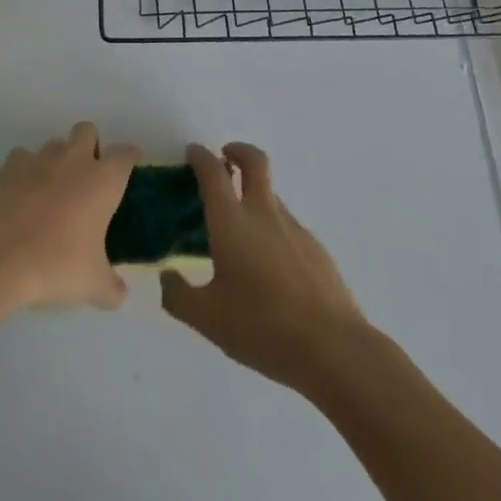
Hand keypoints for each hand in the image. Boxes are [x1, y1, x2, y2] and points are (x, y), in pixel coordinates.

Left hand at [0, 122, 139, 310]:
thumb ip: (112, 287)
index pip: (125, 154)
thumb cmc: (58, 264)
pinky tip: (23, 191)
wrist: (1, 257)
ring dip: (57, 158)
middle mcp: (75, 160)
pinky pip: (22, 158)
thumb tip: (120, 294)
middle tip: (87, 176)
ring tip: (53, 187)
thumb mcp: (94, 285)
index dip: (129, 158)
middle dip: (90, 145)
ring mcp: (39, 160)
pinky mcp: (9, 168)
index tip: (130, 168)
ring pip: (54, 143)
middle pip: (87, 130)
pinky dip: (24, 169)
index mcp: (104, 180)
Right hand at [161, 143, 367, 392]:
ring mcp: (294, 228)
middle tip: (224, 158)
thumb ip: (178, 296)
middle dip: (237, 151)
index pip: (213, 172)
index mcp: (232, 223)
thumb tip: (167, 277)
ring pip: (271, 194)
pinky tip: (267, 264)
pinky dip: (271, 226)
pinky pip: (286, 224)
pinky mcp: (315, 248)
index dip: (200, 156)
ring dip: (253, 193)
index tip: (192, 153)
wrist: (333, 349)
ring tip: (239, 227)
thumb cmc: (262, 328)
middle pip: (254, 162)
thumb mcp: (207, 319)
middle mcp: (263, 214)